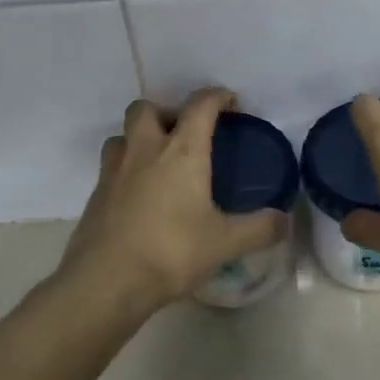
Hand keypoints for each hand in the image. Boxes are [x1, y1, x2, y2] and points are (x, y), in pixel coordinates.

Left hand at [59, 88, 288, 308]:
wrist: (106, 282)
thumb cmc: (171, 252)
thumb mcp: (225, 243)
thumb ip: (260, 229)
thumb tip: (284, 221)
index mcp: (181, 152)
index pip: (200, 106)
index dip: (216, 97)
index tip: (230, 102)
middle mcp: (144, 150)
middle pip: (147, 108)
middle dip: (167, 112)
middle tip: (185, 134)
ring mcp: (114, 171)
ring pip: (123, 135)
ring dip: (140, 138)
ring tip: (159, 161)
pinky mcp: (95, 196)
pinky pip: (111, 167)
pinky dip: (127, 169)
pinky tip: (141, 196)